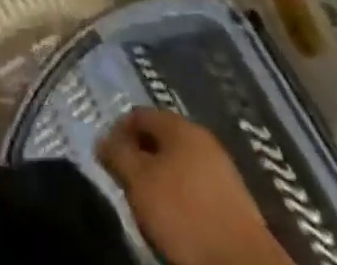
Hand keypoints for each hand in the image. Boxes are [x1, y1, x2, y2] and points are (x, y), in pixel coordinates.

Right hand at [98, 109, 291, 264]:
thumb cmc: (185, 215)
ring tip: (148, 206)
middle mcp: (201, 138)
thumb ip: (117, 156)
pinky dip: (180, 198)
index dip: (117, 133)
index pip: (138, 115)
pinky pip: (196, 188)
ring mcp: (222, 169)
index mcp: (179, 125)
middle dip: (140, 158)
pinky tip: (176, 221)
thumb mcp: (139, 182)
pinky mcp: (234, 201)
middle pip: (160, 139)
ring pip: (178, 165)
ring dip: (160, 180)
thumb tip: (102, 139)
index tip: (107, 161)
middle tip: (126, 184)